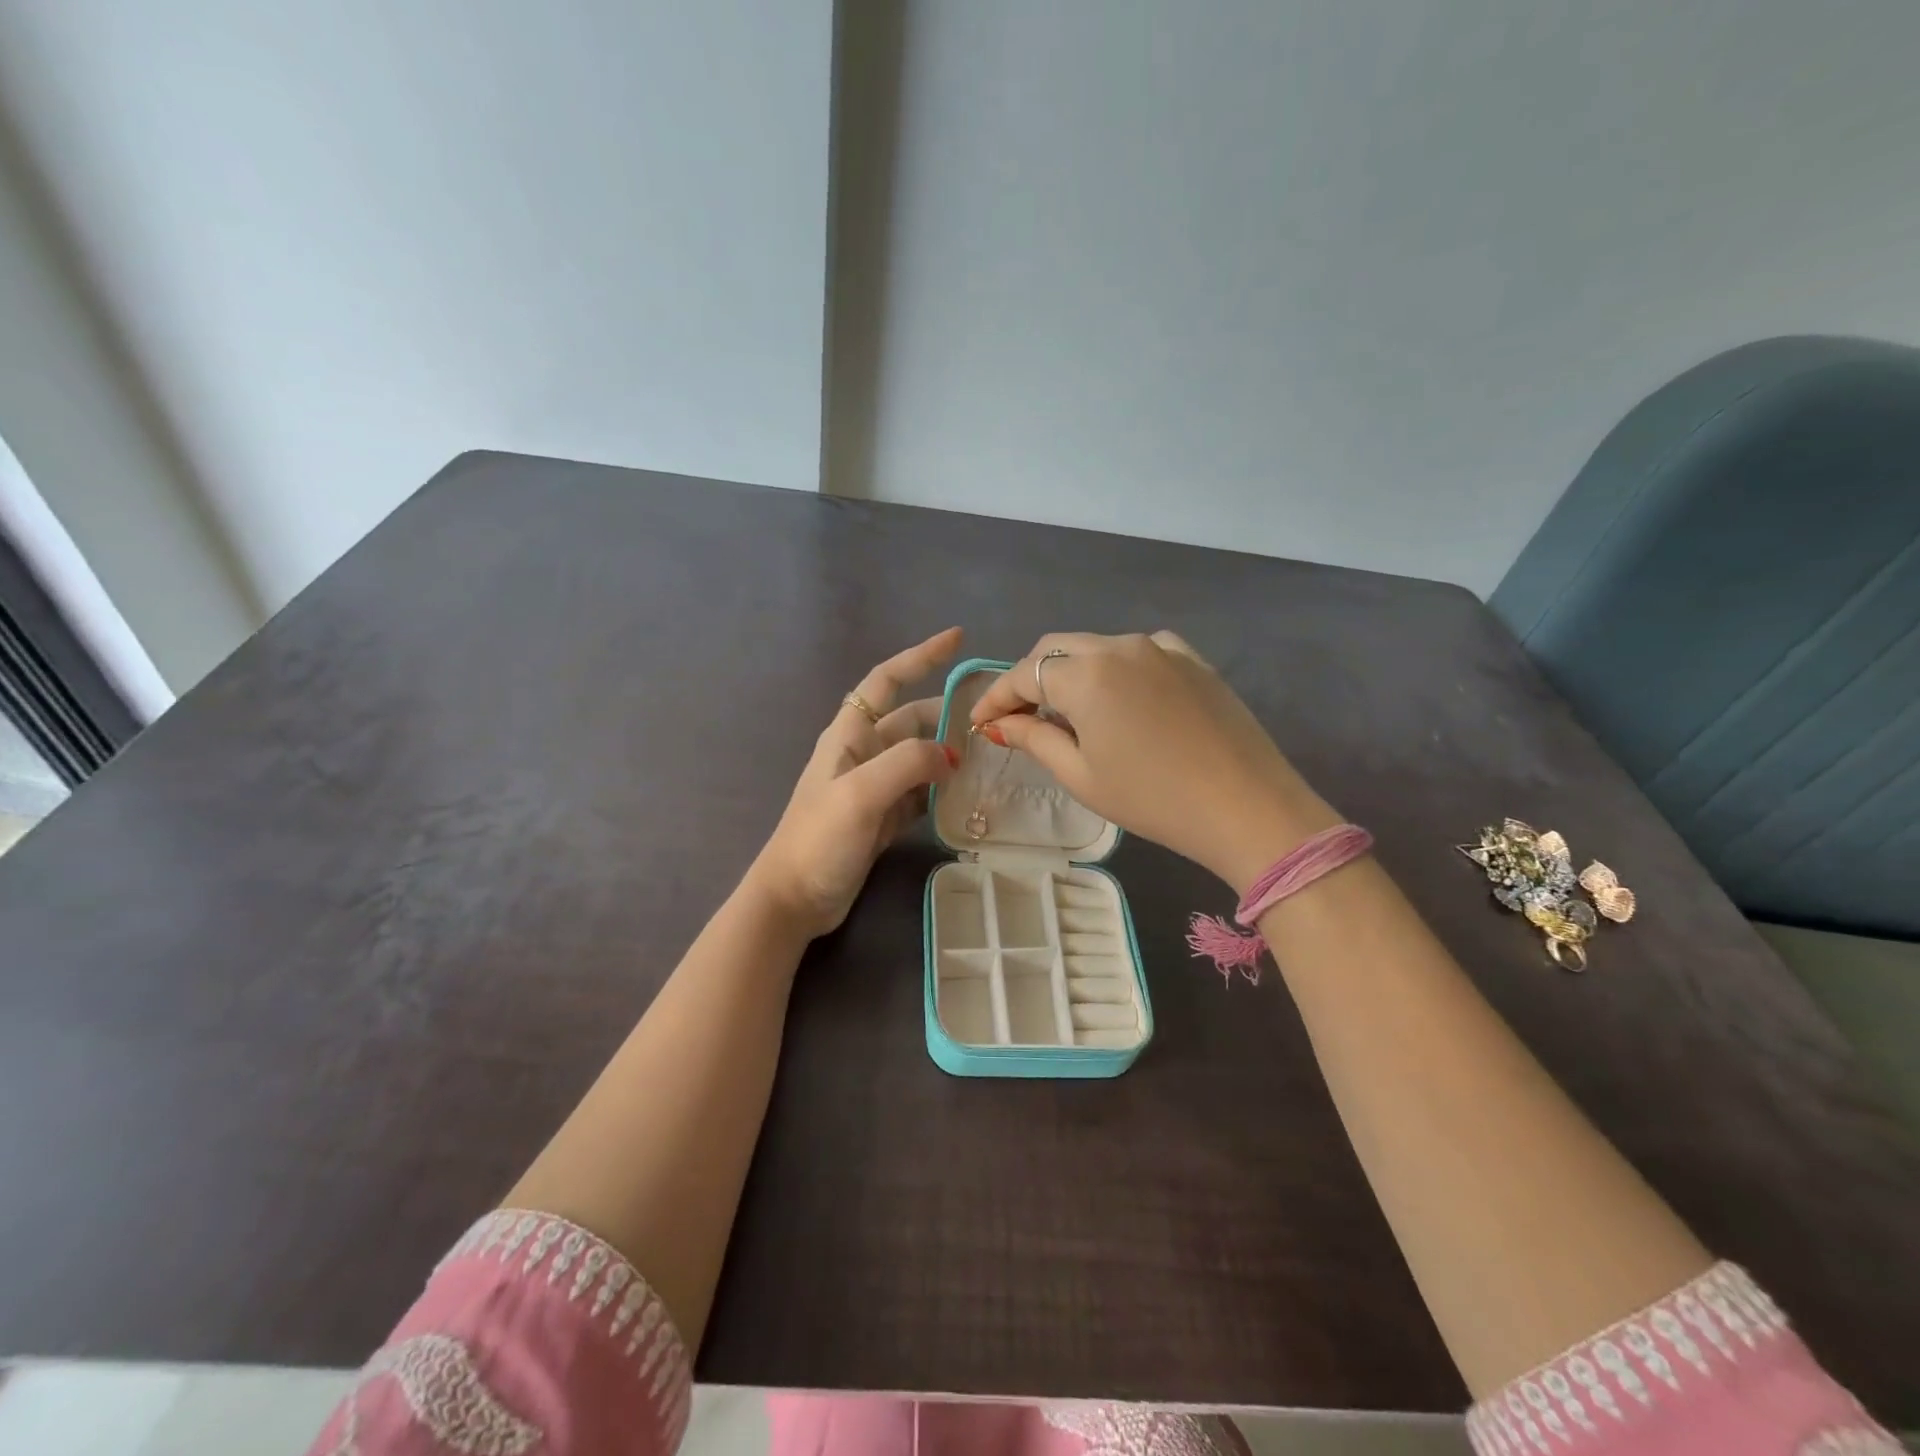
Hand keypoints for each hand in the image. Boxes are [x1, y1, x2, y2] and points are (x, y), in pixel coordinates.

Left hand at [747, 628, 963, 937]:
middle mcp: (863, 753)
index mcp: (850, 735)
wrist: (794, 899)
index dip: (920, 655)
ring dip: (949, 753)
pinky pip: (921, 792)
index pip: (886, 679)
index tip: (958, 639)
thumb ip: (907, 763)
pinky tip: (968, 795)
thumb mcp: (861, 793)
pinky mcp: (883, 818)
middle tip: (993, 721)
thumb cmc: (819, 839)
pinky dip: (943, 789)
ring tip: (990, 757)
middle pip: (912, 719)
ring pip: (920, 757)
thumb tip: (951, 755)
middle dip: (948, 715)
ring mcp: (874, 787)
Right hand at [969, 631, 1340, 894]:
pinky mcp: (1192, 659)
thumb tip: (999, 723)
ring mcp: (1161, 648)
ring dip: (1071, 672)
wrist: (1247, 807)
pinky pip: (1138, 651)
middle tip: (1020, 717)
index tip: (981, 723)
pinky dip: (1114, 668)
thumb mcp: (1082, 776)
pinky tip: (1121, 699)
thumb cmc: (1154, 799)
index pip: (1023, 674)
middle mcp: (1120, 646)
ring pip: (1096, 647)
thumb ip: (1035, 739)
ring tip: (1069, 713)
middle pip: (1056, 649)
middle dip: (1030, 679)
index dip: (996, 697)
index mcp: (1086, 674)